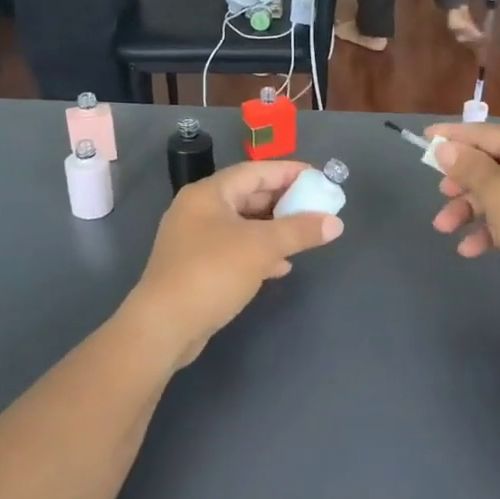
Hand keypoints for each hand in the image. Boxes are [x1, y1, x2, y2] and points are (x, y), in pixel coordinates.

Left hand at [125, 159, 343, 367]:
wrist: (164, 327)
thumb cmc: (212, 272)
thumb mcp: (262, 247)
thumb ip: (300, 231)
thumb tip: (335, 223)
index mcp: (209, 194)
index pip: (255, 171)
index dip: (289, 172)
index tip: (319, 177)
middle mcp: (198, 210)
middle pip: (249, 196)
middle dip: (284, 202)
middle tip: (316, 207)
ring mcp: (195, 240)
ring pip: (243, 225)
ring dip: (274, 229)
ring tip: (305, 235)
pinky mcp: (196, 267)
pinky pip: (235, 249)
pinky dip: (259, 253)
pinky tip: (281, 266)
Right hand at [427, 123, 499, 315]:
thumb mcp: (496, 191)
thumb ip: (467, 167)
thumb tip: (447, 148)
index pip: (486, 133)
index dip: (453, 137)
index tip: (425, 138)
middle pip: (492, 165)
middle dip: (461, 183)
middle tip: (440, 194)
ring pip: (499, 194)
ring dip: (470, 210)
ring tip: (444, 228)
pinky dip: (491, 230)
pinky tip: (470, 249)